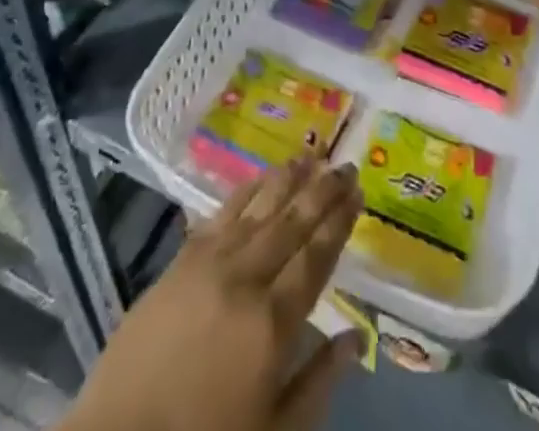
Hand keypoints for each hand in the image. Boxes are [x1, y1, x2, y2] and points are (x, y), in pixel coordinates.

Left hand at [62, 157, 364, 430]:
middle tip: (344, 164)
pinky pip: (220, 214)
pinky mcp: (180, 261)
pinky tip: (258, 179)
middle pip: (292, 223)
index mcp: (273, 323)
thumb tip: (358, 337)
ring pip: (258, 208)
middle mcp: (246, 279)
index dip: (339, 222)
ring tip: (308, 157)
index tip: (357, 191)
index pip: (316, 257)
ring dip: (286, 180)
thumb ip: (319, 382)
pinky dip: (244, 192)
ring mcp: (210, 264)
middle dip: (322, 191)